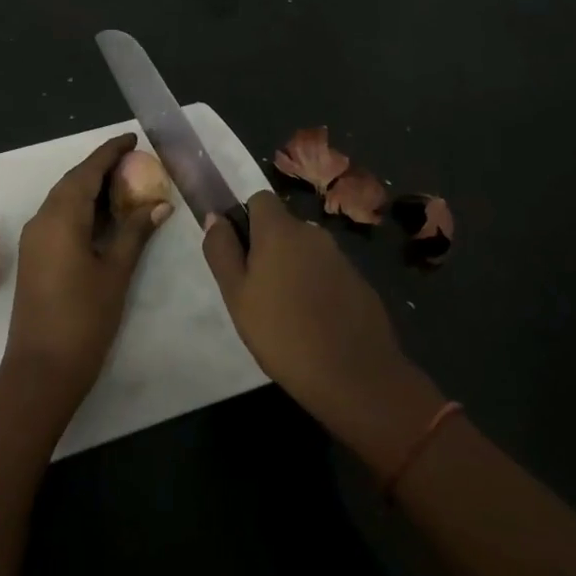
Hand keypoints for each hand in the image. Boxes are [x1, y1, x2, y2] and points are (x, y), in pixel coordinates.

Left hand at [5, 133, 170, 401]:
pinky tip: (103, 217)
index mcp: (61, 217)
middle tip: (133, 161)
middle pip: (72, 182)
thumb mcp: (116, 272)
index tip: (132, 138)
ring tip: (124, 185)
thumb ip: (135, 233)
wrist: (40, 370)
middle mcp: (42, 220)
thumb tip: (159, 204)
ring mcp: (35, 239)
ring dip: (90, 188)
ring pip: (63, 199)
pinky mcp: (34, 256)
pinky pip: (58, 217)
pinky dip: (81, 208)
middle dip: (100, 168)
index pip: (87, 172)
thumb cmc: (83, 319)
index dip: (109, 152)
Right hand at [202, 191, 437, 461]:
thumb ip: (222, 251)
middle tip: (258, 292)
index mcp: (280, 230)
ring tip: (286, 314)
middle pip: (284, 227)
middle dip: (269, 249)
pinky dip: (318, 288)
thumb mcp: (236, 295)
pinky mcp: (360, 282)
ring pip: (306, 252)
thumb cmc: (282, 334)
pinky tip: (315, 324)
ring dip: (294, 269)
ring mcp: (341, 257)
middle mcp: (313, 233)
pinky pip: (328, 273)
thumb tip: (215, 217)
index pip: (260, 199)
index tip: (241, 256)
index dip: (247, 221)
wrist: (355, 377)